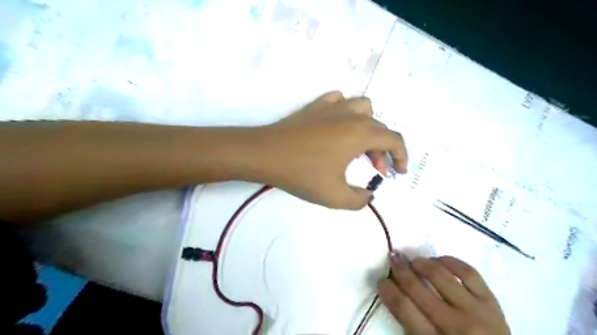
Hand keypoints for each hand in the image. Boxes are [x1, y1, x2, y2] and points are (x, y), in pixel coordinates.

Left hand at [255, 91, 407, 208]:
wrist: (265, 154)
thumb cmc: (302, 173)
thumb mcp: (335, 196)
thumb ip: (359, 200)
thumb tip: (368, 195)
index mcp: (361, 133)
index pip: (394, 140)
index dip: (402, 157)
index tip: (398, 173)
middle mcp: (351, 115)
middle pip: (379, 128)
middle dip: (383, 151)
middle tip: (376, 170)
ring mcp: (332, 107)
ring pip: (362, 109)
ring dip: (368, 127)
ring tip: (359, 146)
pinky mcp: (315, 107)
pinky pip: (339, 101)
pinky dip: (345, 112)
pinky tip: (338, 126)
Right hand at [380, 254, 509, 334]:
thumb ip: (410, 324)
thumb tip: (396, 292)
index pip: (402, 307)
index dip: (387, 289)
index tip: (382, 280)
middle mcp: (454, 324)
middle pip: (417, 288)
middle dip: (399, 270)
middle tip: (393, 258)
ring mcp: (475, 311)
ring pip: (441, 276)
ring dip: (422, 263)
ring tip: (414, 261)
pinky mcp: (492, 302)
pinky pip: (469, 272)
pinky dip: (450, 261)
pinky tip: (438, 260)